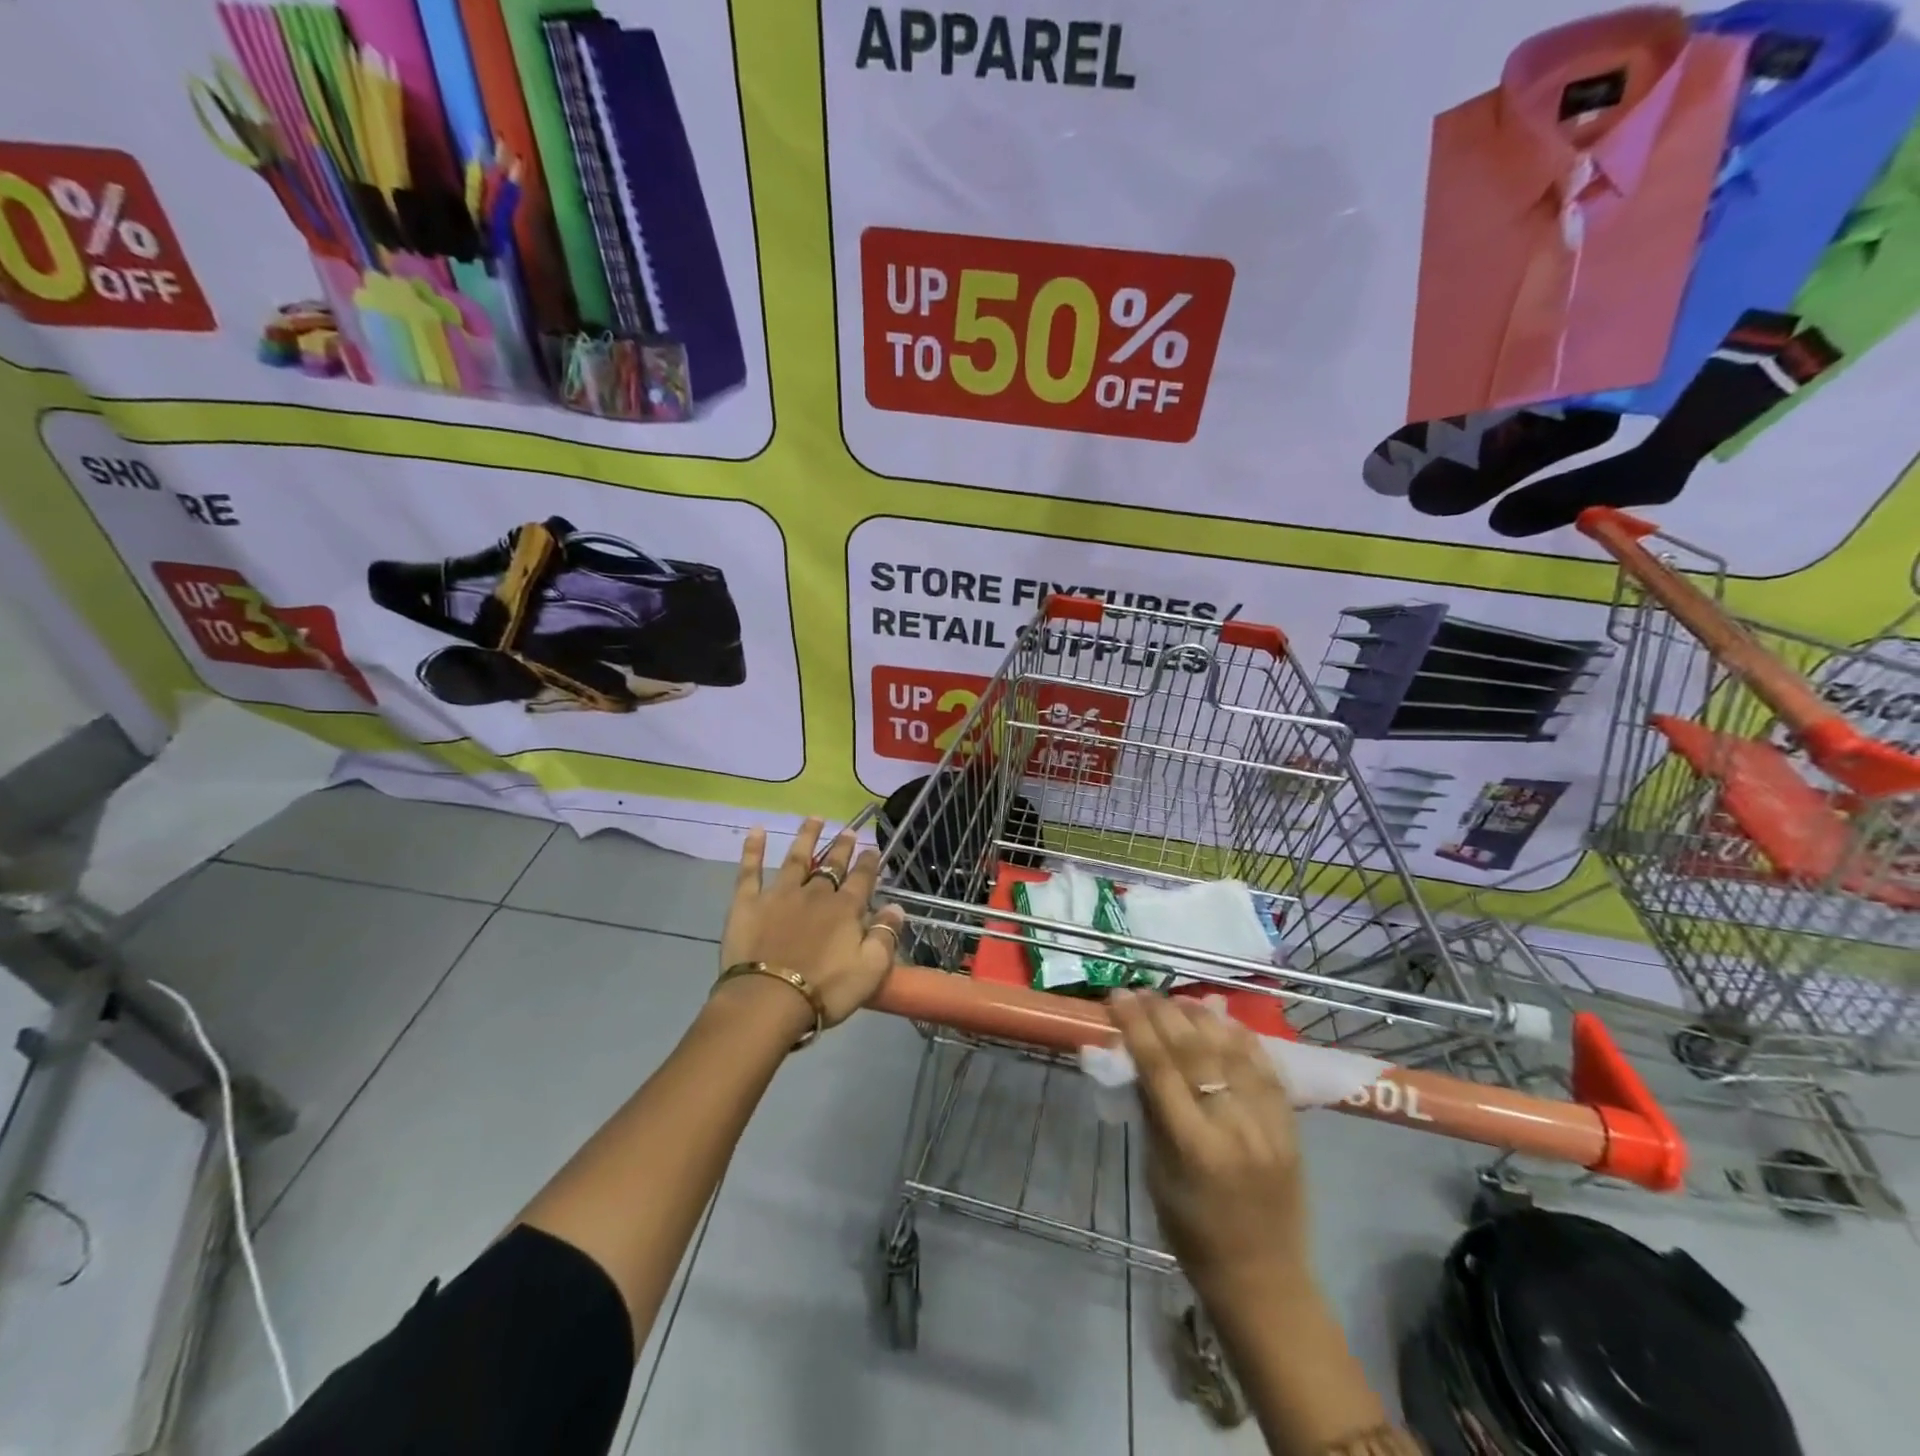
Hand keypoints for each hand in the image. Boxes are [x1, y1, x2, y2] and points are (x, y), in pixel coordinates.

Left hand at [717, 819, 904, 1029]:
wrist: (768, 1000)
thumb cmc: (825, 989)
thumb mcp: (871, 969)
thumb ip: (885, 935)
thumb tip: (897, 907)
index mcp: (845, 909)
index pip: (862, 879)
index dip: (869, 863)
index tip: (873, 848)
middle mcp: (815, 893)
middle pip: (831, 865)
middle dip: (842, 847)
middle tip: (849, 830)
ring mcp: (780, 894)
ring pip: (797, 858)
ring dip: (807, 837)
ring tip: (814, 818)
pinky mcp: (748, 903)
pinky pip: (750, 870)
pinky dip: (753, 849)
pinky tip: (757, 830)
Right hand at [1109, 991, 1309, 1289]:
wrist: (1263, 1278)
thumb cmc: (1192, 1232)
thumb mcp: (1156, 1173)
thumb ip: (1152, 1113)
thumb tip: (1136, 1058)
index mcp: (1194, 1146)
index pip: (1160, 1067)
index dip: (1137, 1026)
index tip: (1118, 996)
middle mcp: (1234, 1127)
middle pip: (1195, 1051)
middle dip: (1164, 1013)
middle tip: (1142, 990)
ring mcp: (1268, 1124)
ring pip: (1233, 1052)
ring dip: (1203, 1018)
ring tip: (1178, 997)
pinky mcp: (1291, 1126)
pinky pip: (1266, 1069)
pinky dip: (1243, 1038)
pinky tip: (1224, 1018)